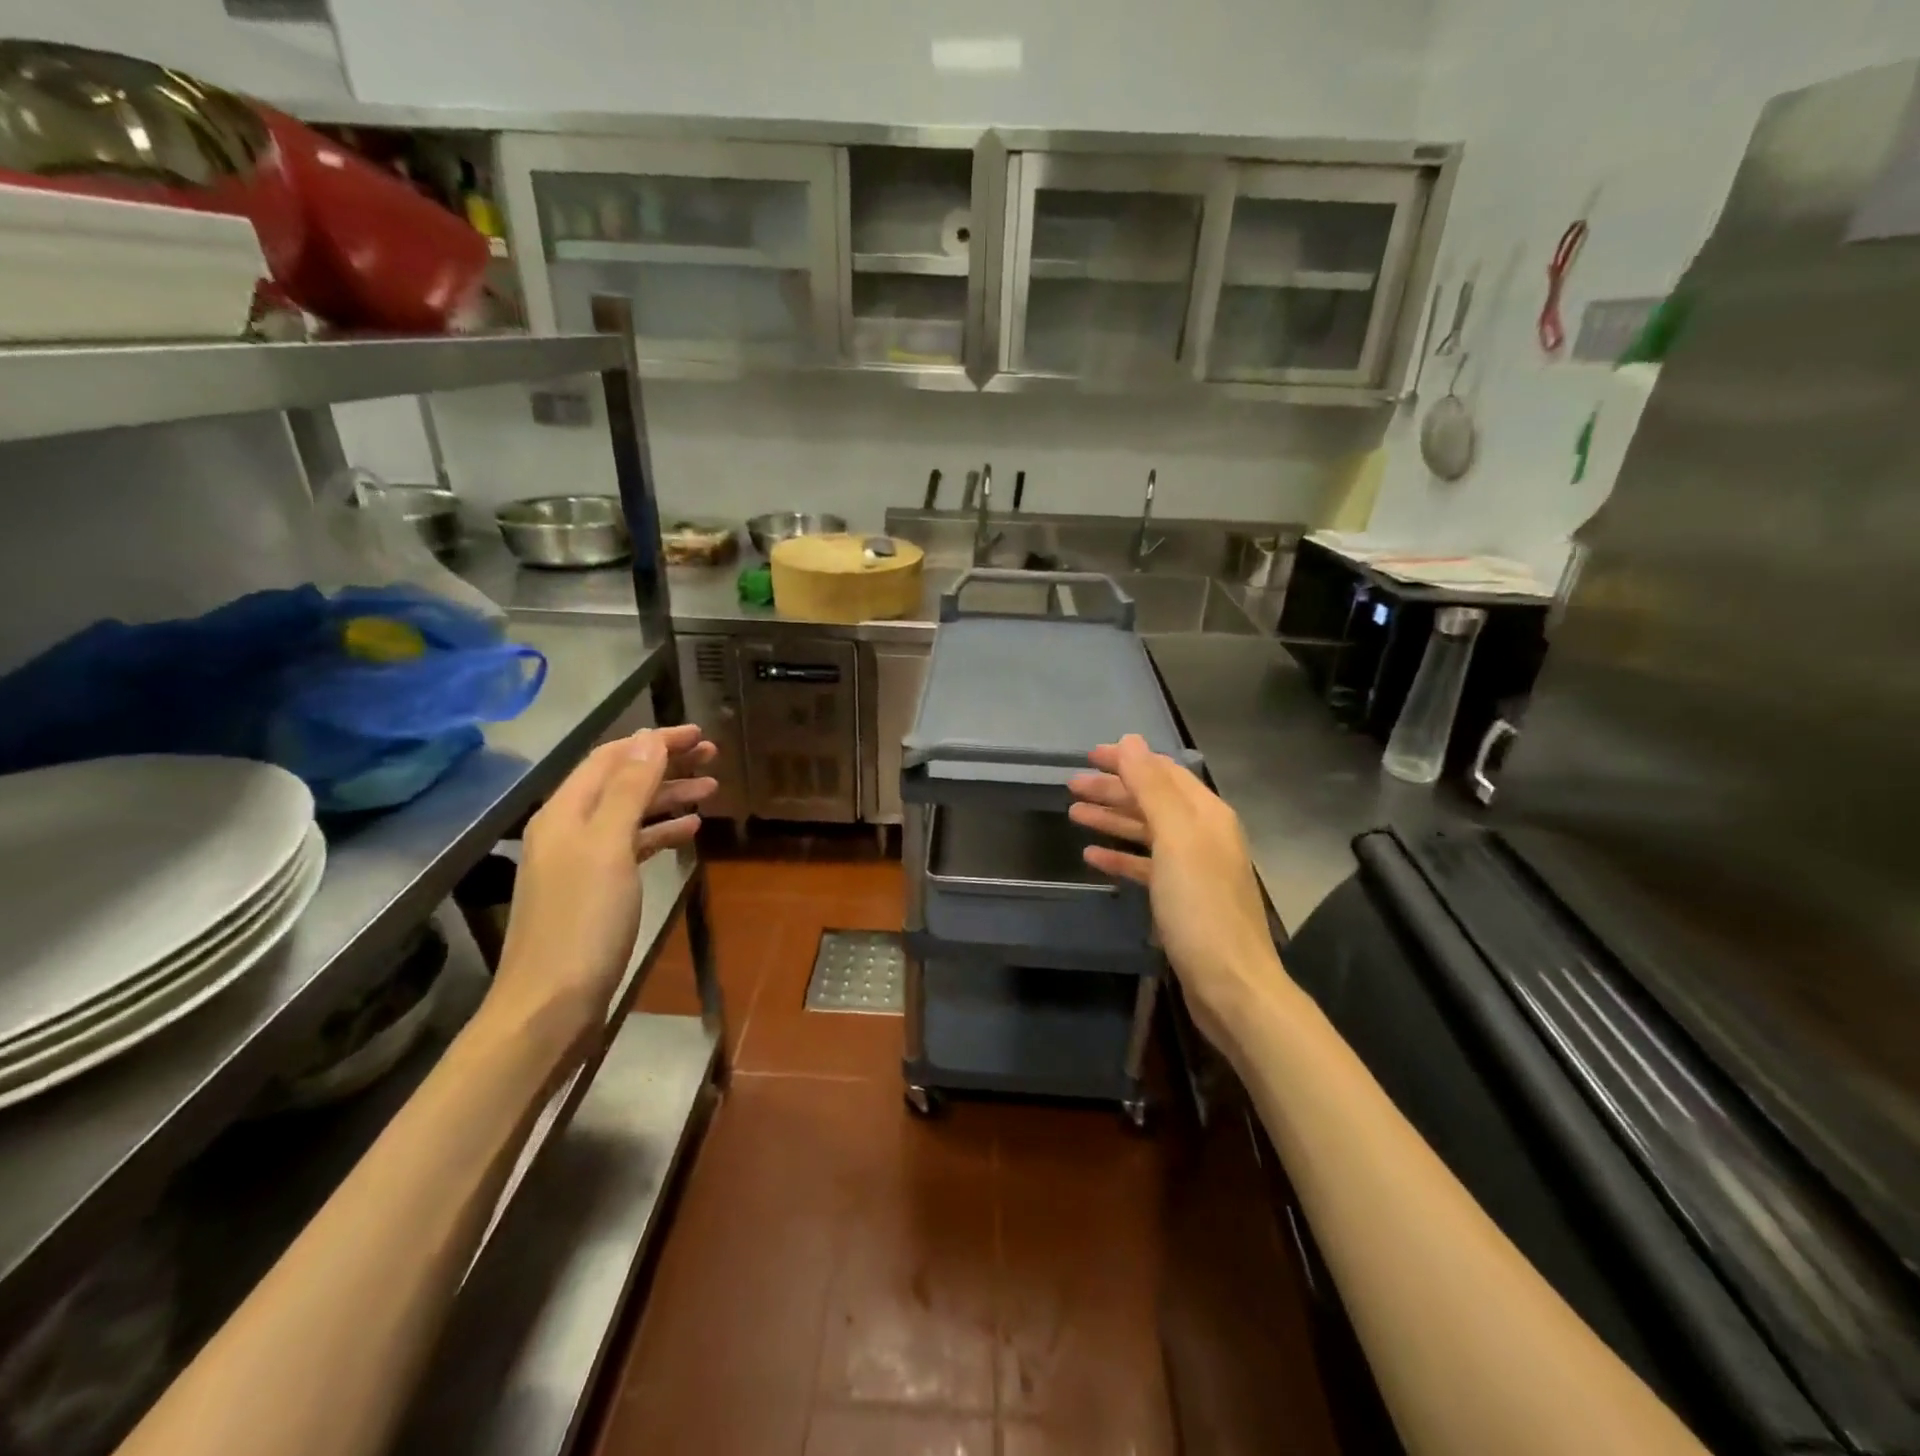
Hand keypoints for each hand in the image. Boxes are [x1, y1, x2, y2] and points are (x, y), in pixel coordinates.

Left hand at [488, 725, 717, 1052]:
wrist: (551, 1004)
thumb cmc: (583, 921)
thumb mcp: (609, 847)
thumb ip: (629, 789)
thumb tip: (649, 738)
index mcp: (565, 812)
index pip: (613, 757)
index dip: (655, 740)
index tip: (699, 734)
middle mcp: (569, 828)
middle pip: (621, 781)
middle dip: (666, 764)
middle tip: (713, 757)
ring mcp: (581, 861)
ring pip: (630, 812)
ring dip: (668, 797)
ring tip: (711, 790)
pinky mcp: (595, 889)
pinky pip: (631, 844)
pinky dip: (660, 831)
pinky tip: (689, 831)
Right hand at [1068, 735, 1277, 1047]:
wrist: (1230, 984)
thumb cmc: (1200, 907)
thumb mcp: (1174, 840)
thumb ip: (1151, 788)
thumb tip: (1130, 740)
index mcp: (1206, 814)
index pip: (1162, 772)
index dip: (1126, 761)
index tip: (1088, 756)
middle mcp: (1202, 835)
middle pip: (1152, 800)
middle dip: (1113, 790)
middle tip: (1071, 786)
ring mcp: (1193, 868)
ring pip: (1146, 832)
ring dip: (1112, 820)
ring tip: (1074, 814)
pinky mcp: (1181, 898)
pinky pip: (1145, 866)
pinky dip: (1120, 857)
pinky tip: (1092, 856)